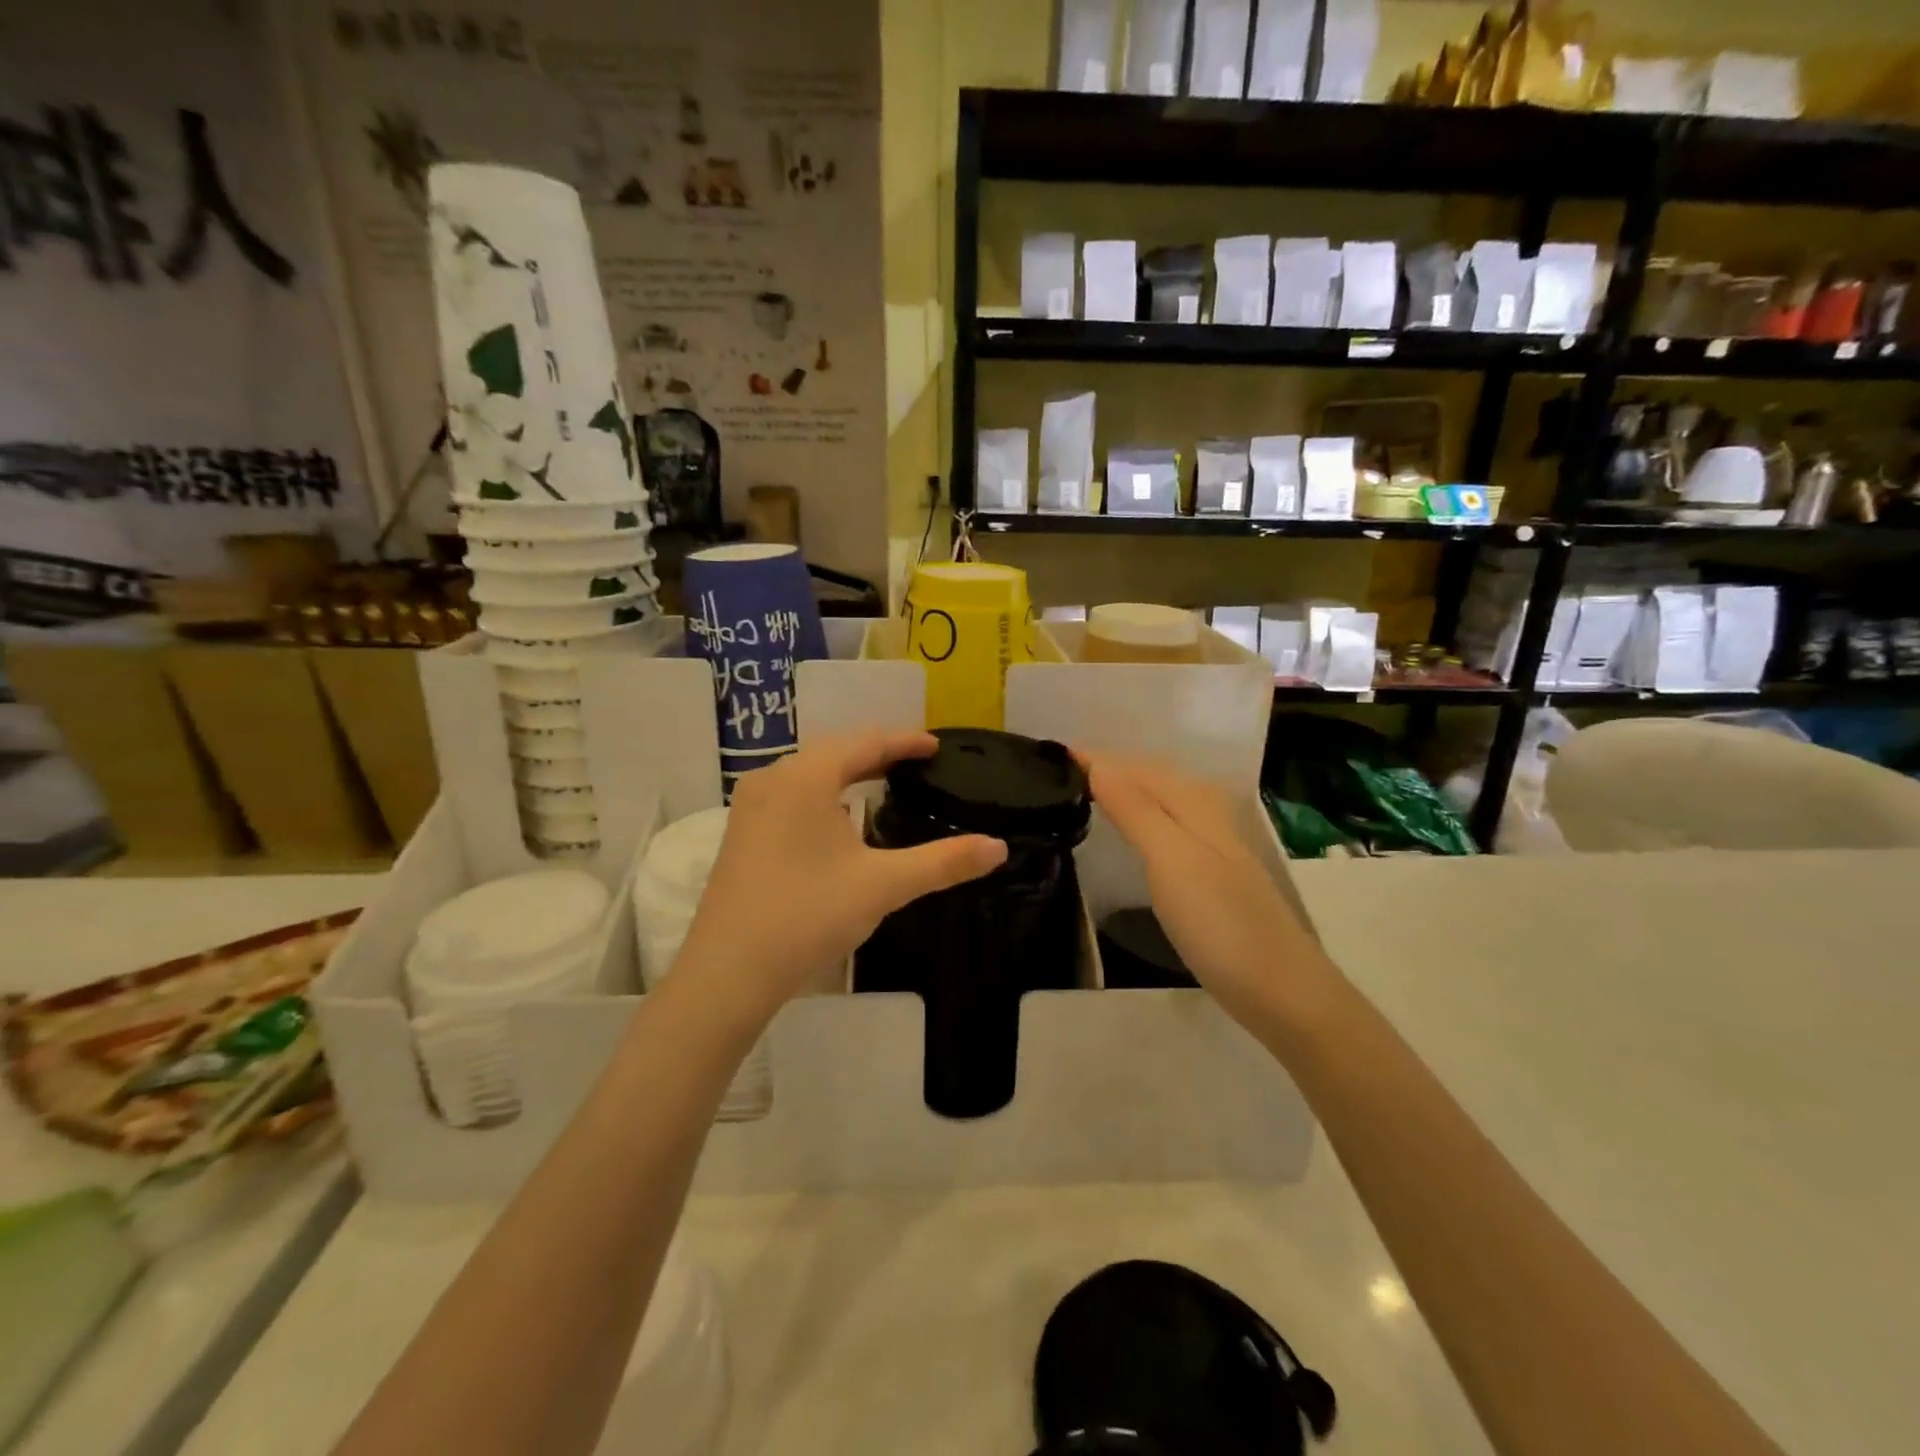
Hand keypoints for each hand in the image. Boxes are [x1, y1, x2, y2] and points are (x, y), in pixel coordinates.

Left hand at [676, 731, 1006, 1027]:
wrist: (728, 972)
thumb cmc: (808, 915)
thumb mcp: (883, 885)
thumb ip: (943, 862)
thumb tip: (998, 847)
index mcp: (805, 777)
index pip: (866, 742)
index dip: (905, 741)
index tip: (936, 746)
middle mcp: (773, 779)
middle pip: (835, 751)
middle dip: (877, 753)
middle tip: (916, 762)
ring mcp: (750, 806)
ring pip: (810, 773)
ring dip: (847, 772)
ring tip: (883, 782)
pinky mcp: (742, 833)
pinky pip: (792, 794)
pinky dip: (824, 794)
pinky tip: (839, 819)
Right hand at [1080, 753, 1339, 1033]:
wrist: (1281, 989)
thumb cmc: (1219, 922)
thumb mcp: (1171, 859)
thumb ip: (1135, 808)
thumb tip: (1098, 762)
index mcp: (1194, 802)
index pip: (1135, 767)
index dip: (1095, 759)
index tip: (1051, 755)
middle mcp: (1206, 814)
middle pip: (1151, 777)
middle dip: (1109, 768)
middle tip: (1059, 771)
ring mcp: (1212, 845)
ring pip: (1160, 800)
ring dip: (1124, 790)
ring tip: (1084, 793)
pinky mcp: (1211, 874)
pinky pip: (1166, 826)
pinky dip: (1140, 817)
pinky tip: (1130, 833)